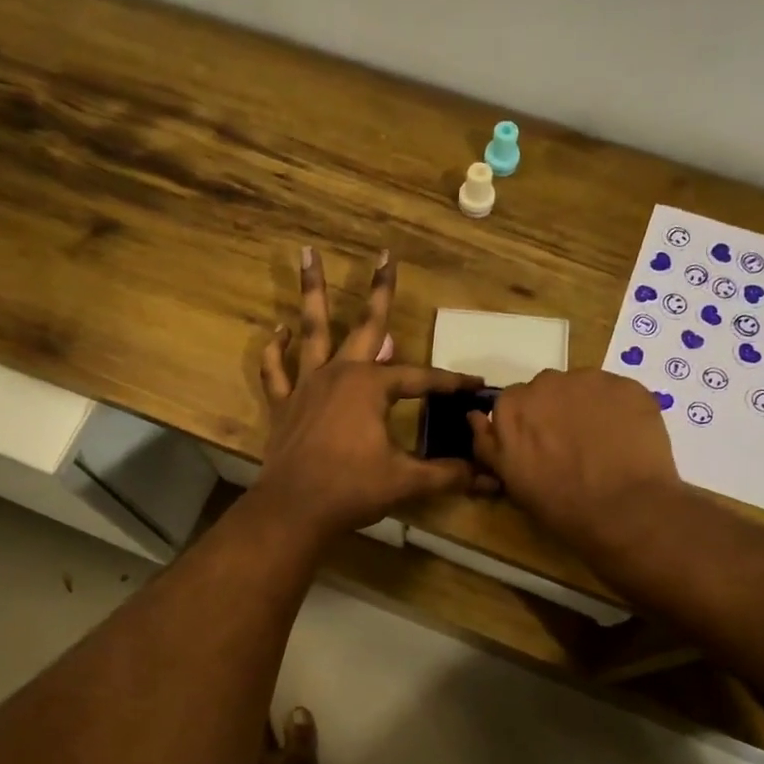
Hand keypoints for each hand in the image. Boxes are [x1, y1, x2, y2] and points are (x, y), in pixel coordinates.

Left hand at [254, 248, 480, 542]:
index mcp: (371, 387)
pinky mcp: (284, 404)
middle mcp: (340, 373)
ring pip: (312, 330)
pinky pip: (276, 370)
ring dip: (313, 292)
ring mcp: (308, 385)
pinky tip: (278, 331)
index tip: (474, 385)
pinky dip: (275, 351)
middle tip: (385, 253)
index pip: (420, 379)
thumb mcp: (405, 480)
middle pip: (366, 324)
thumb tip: (488, 479)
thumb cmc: (352, 489)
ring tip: (307, 253)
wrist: (294, 510)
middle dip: (380, 289)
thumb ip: (446, 474)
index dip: (449, 382)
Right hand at [469, 369, 682, 557]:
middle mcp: (546, 383)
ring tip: (604, 443)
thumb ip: (488, 444)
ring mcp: (590, 380)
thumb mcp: (511, 480)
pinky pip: (617, 393)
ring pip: (584, 387)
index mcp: (512, 407)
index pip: (513, 404)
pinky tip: (628, 439)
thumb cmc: (560, 504)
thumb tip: (474, 417)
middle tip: (572, 446)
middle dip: (556, 411)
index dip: (528, 425)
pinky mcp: (627, 385)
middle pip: (547, 390)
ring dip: (588, 407)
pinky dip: (620, 410)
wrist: (625, 510)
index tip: (540, 447)